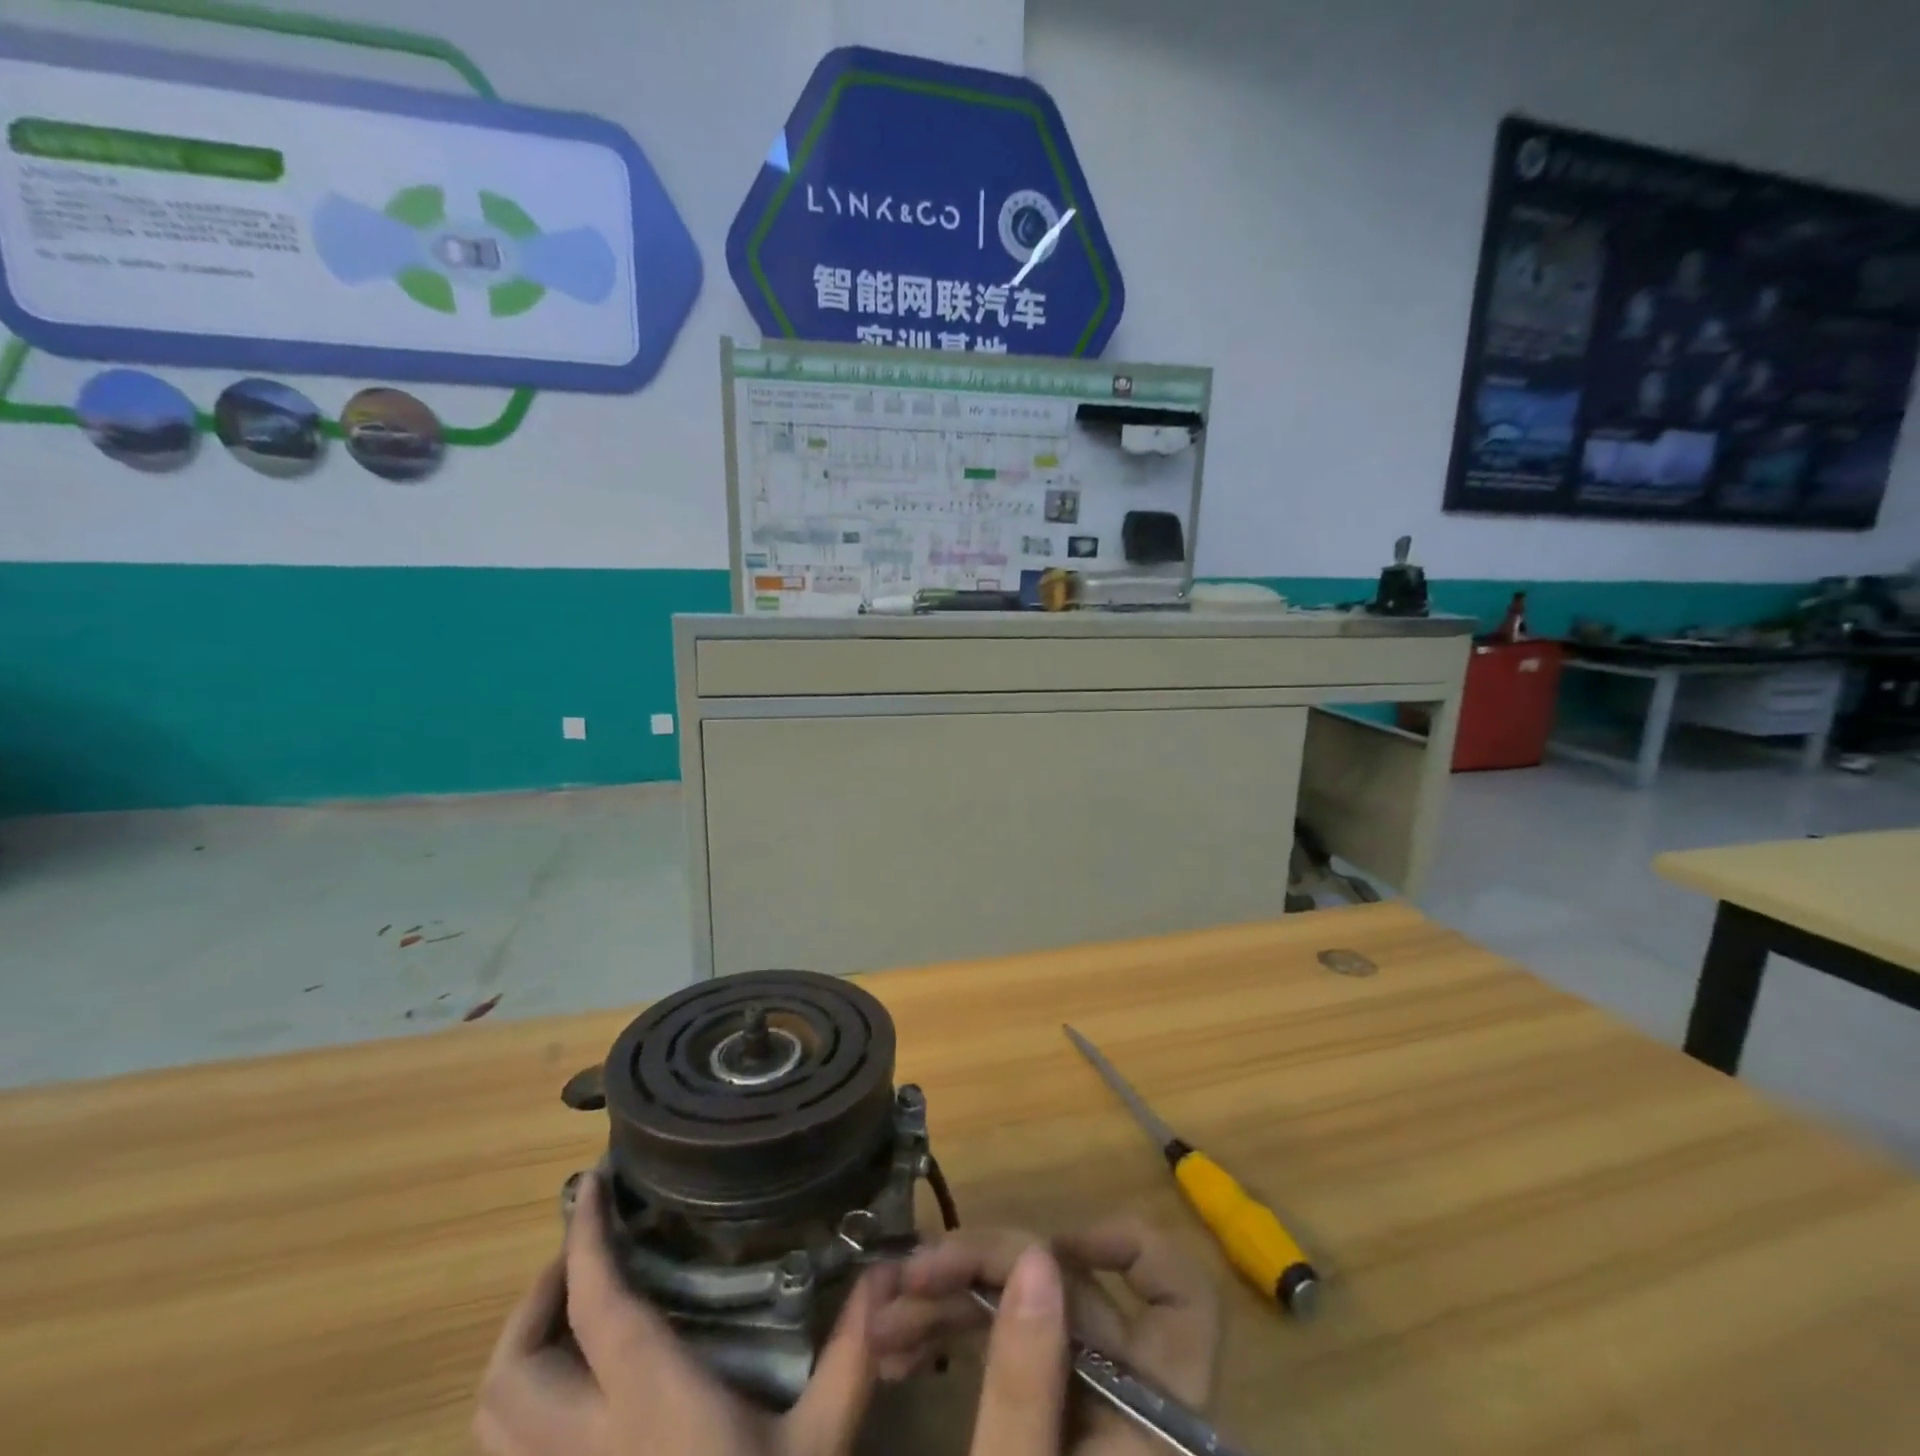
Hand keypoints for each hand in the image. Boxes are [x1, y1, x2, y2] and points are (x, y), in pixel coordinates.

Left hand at [474, 1172, 878, 1455]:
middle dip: (535, 1298)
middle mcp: (586, 1451)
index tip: (589, 1184)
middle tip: (584, 1258)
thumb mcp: (818, 1449)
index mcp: (650, 1407)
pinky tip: (573, 1398)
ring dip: (520, 1354)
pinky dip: (522, 1413)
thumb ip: (851, 1356)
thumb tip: (887, 1272)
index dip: (582, 1239)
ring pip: (491, 1421)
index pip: (597, 1306)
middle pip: (510, 1371)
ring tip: (570, 1316)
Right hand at [868, 1220, 1220, 1454]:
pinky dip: (959, 1336)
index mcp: (1150, 1420)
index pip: (1182, 1302)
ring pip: (1032, 1314)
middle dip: (986, 1269)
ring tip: (885, 1319)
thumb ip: (1026, 1382)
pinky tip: (900, 1349)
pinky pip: (1010, 1353)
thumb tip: (1036, 1254)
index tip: (1048, 1249)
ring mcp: (1085, 1411)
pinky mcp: (1051, 1428)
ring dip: (957, 1300)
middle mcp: (1126, 1400)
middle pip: (1073, 1291)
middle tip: (909, 1279)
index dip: (1128, 1249)